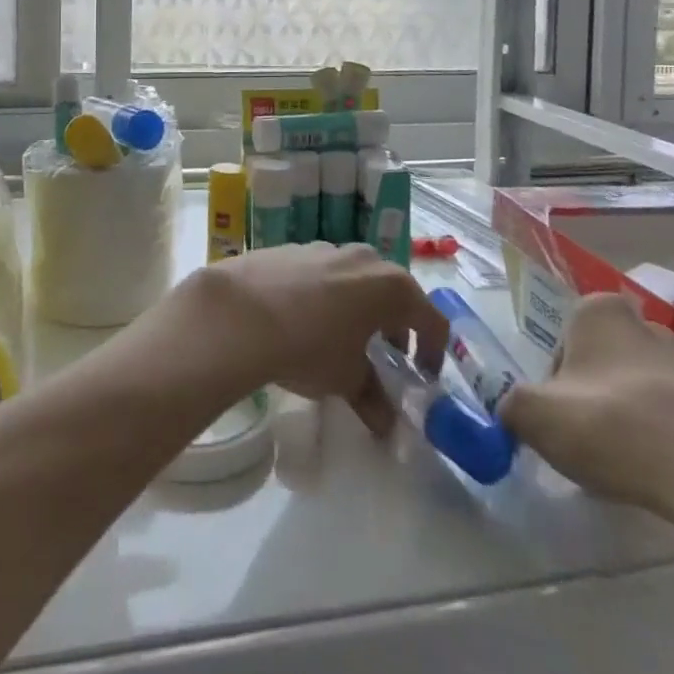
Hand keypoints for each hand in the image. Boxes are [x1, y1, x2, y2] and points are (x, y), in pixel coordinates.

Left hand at [187, 243, 448, 435]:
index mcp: (390, 286)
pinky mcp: (291, 248)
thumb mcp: (347, 380)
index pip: (431, 317)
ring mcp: (325, 248)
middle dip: (394, 323)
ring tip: (343, 338)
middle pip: (393, 291)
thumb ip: (374, 399)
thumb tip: (388, 425)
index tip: (423, 374)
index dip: (433, 349)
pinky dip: (325, 294)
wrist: (240, 312)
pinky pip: (321, 272)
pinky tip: (304, 319)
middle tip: (385, 355)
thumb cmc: (310, 346)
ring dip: (358, 306)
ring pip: (355, 278)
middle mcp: (363, 258)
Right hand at [499, 293, 673, 520]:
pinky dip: (668, 439)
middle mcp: (647, 326)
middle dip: (593, 394)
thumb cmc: (613, 427)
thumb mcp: (535, 415)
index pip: (563, 340)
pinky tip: (662, 474)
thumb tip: (509, 411)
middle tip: (589, 438)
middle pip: (603, 361)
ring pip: (642, 388)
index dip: (555, 380)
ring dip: (631, 416)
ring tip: (627, 462)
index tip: (561, 415)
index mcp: (600, 312)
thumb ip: (509, 404)